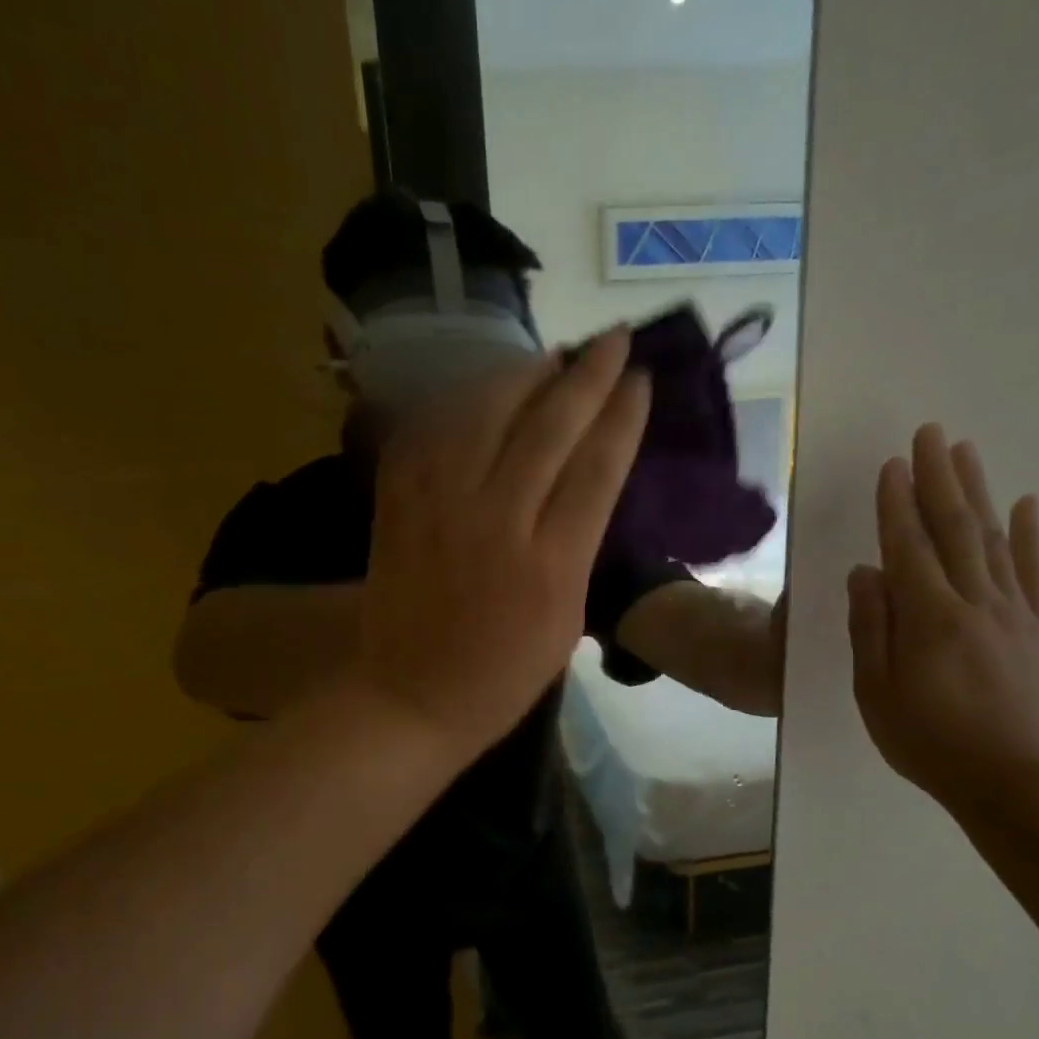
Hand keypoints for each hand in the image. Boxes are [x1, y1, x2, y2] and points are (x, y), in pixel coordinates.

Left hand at [355, 328, 649, 759]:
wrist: (409, 697)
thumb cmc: (500, 677)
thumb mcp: (566, 622)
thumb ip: (579, 548)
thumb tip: (586, 483)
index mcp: (551, 564)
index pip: (596, 467)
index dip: (622, 415)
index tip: (640, 379)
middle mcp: (497, 521)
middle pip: (548, 427)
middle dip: (587, 376)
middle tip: (611, 340)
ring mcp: (440, 507)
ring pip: (486, 413)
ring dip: (525, 375)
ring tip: (554, 357)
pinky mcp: (398, 503)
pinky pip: (432, 431)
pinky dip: (463, 401)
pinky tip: (486, 389)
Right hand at [847, 424, 1038, 812]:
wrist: (1006, 777)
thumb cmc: (926, 739)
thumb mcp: (876, 691)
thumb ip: (872, 628)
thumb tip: (866, 572)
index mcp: (929, 618)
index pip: (909, 547)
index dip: (897, 505)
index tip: (890, 465)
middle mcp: (974, 602)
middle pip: (955, 529)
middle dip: (939, 479)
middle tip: (931, 434)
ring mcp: (1010, 612)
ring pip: (993, 540)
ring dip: (978, 492)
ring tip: (966, 452)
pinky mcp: (1033, 628)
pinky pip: (1033, 572)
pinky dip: (1030, 535)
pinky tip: (1027, 503)